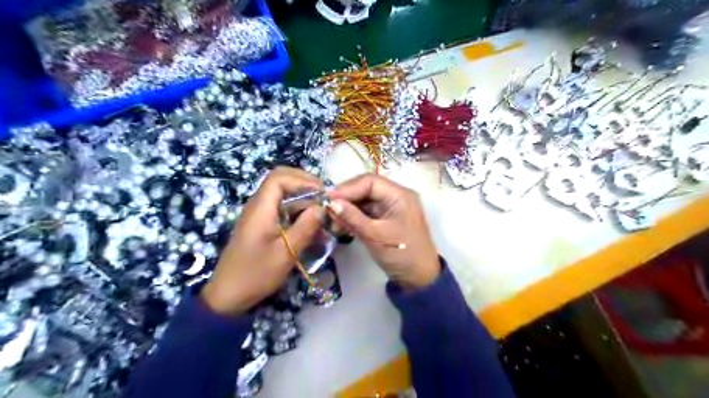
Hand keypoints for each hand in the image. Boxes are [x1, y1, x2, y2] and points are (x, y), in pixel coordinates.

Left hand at [202, 166, 323, 314]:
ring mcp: (259, 215)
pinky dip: (298, 211)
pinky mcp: (262, 225)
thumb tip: (322, 208)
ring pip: (283, 195)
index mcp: (260, 208)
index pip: (279, 178)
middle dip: (305, 185)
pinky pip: (282, 209)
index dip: (303, 180)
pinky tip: (311, 224)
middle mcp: (258, 206)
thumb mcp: (286, 253)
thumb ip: (305, 227)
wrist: (228, 296)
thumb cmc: (256, 274)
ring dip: (303, 199)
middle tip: (324, 198)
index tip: (323, 193)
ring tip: (322, 212)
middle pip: (281, 181)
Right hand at [326, 173, 437, 289]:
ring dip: (348, 208)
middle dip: (346, 198)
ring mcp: (391, 207)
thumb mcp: (375, 236)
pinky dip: (354, 216)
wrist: (419, 278)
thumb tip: (330, 203)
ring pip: (365, 200)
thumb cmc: (401, 255)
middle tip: (327, 209)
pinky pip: (367, 211)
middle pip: (366, 188)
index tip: (327, 200)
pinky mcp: (386, 218)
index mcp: (400, 195)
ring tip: (331, 219)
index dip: (347, 188)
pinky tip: (341, 223)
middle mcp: (396, 196)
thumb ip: (352, 217)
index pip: (370, 182)